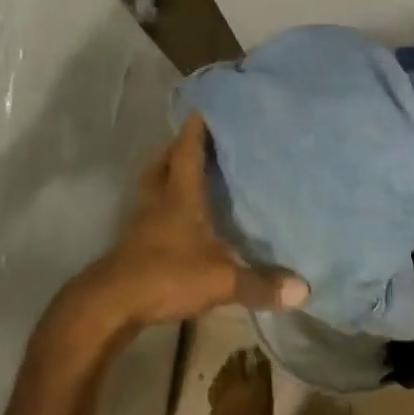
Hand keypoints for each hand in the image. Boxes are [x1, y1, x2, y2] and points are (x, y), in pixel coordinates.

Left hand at [81, 115, 307, 328]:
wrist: (109, 306)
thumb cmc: (166, 276)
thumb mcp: (220, 280)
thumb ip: (259, 283)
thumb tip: (304, 289)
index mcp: (179, 197)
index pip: (188, 153)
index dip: (196, 131)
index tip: (202, 108)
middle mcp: (158, 202)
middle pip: (162, 164)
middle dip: (176, 149)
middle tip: (193, 139)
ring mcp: (141, 224)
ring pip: (151, 187)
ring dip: (164, 174)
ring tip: (183, 172)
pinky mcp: (132, 247)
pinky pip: (147, 214)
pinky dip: (160, 207)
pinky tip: (174, 220)